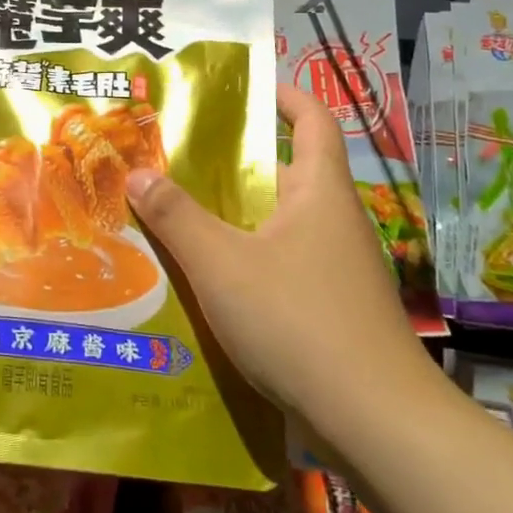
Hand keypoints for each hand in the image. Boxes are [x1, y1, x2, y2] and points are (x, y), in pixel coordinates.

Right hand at [125, 82, 432, 419]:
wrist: (375, 423)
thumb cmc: (298, 320)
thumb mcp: (222, 263)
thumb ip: (176, 216)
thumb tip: (137, 173)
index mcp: (319, 191)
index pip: (313, 120)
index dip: (284, 95)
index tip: (244, 88)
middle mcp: (332, 221)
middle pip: (280, 175)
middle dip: (229, 167)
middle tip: (172, 160)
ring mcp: (334, 269)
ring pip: (273, 227)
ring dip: (228, 221)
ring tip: (171, 217)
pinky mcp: (328, 310)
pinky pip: (277, 268)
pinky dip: (241, 263)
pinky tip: (200, 283)